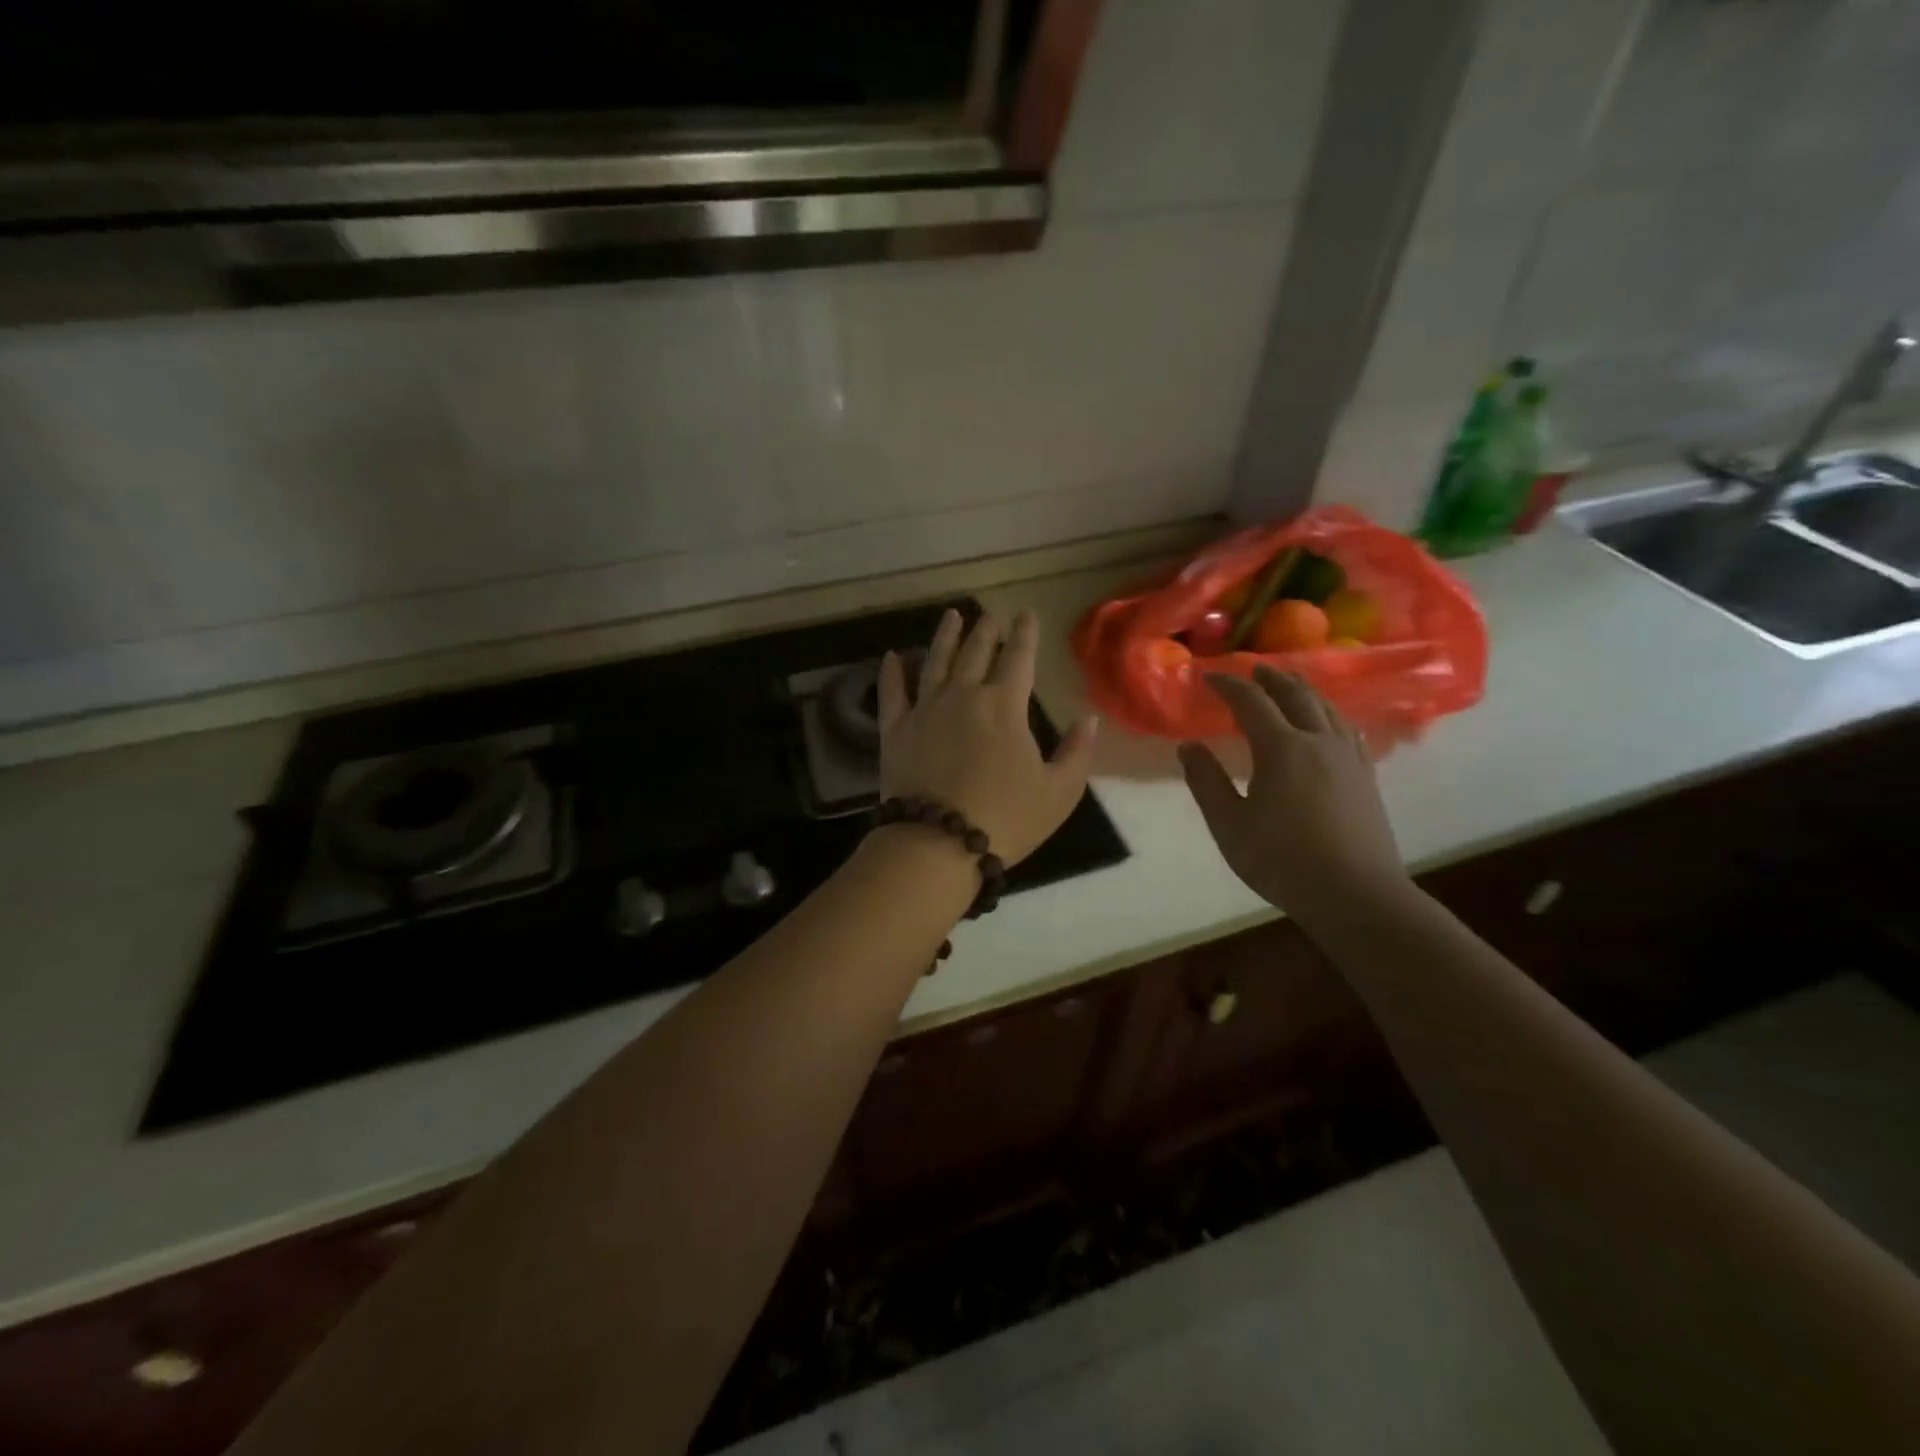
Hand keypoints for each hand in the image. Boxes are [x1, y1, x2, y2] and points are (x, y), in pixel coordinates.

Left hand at [879, 609, 1098, 866]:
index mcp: (1005, 705)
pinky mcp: (895, 730)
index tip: (1026, 614)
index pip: (1019, 658)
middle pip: (976, 653)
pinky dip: (891, 673)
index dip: (1025, 634)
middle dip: (987, 630)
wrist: (938, 843)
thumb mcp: (1059, 792)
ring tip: (951, 616)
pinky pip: (892, 693)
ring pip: (935, 661)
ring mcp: (925, 709)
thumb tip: (1088, 719)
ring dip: (945, 637)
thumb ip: (1076, 752)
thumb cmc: (1006, 818)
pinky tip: (891, 657)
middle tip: (990, 614)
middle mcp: (964, 695)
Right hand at [1178, 666, 1406, 920]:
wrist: (1356, 895)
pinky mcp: (1366, 776)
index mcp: (1282, 748)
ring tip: (1289, 684)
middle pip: (1296, 695)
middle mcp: (1318, 741)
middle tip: (1253, 669)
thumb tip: (1188, 746)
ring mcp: (1348, 757)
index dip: (1228, 685)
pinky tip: (1328, 723)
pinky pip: (1346, 729)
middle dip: (1271, 678)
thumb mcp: (1229, 825)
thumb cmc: (1282, 860)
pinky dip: (1329, 714)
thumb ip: (1207, 782)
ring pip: (1327, 708)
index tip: (1208, 676)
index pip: (1251, 702)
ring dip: (1303, 690)